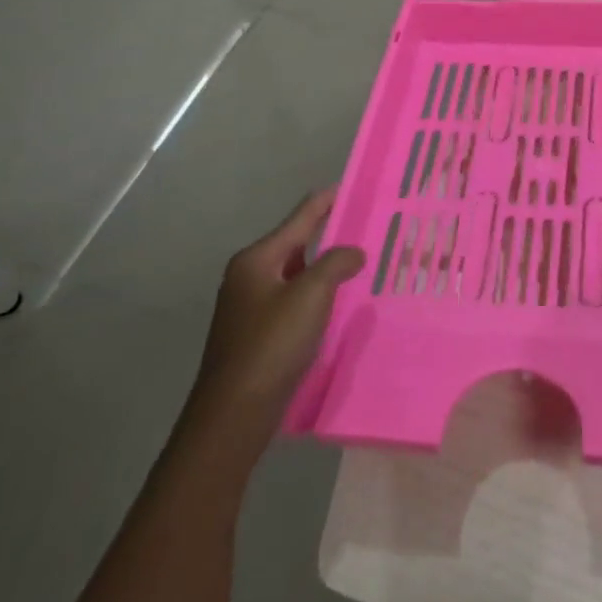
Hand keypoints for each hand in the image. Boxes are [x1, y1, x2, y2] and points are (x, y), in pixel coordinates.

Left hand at [187, 188, 364, 433]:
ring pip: (297, 274)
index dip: (328, 200)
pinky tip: (339, 304)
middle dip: (331, 234)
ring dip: (326, 268)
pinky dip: (317, 296)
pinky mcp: (257, 334)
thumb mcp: (311, 295)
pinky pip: (294, 301)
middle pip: (297, 243)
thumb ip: (336, 263)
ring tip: (361, 263)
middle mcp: (249, 276)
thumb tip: (352, 252)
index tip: (355, 186)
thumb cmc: (271, 345)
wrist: (233, 415)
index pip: (300, 217)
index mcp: (257, 259)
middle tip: (367, 226)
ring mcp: (250, 307)